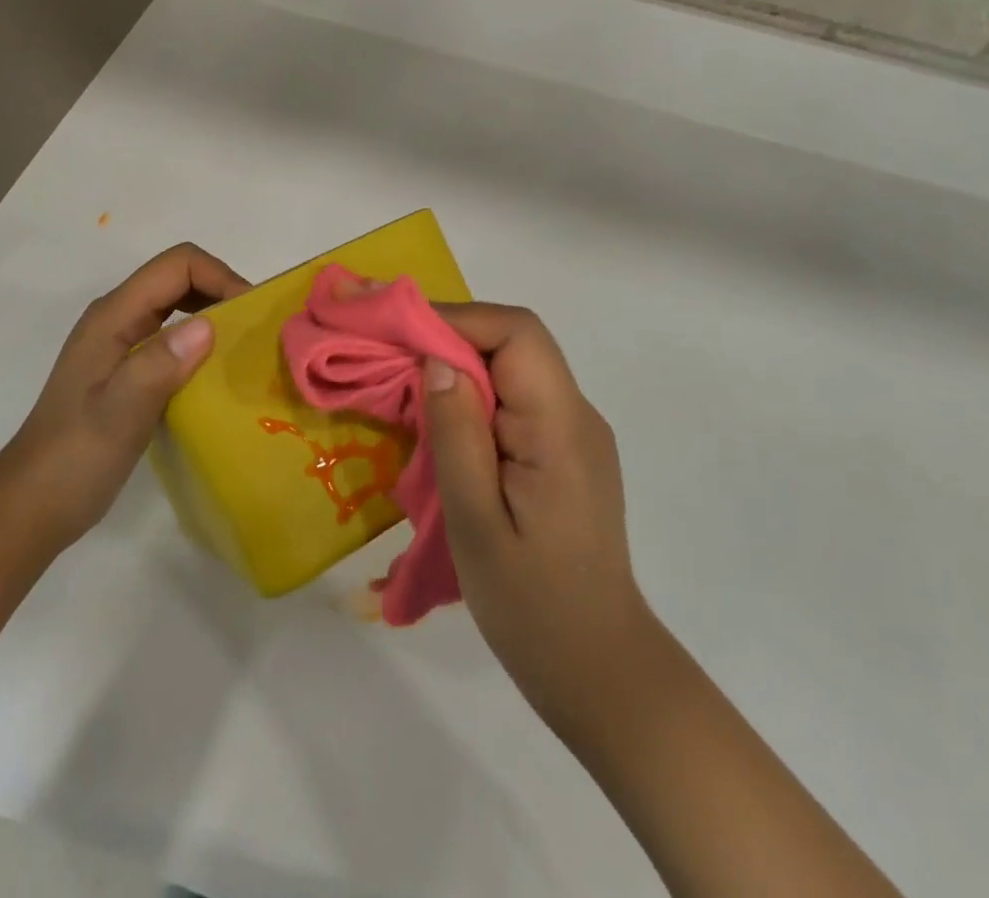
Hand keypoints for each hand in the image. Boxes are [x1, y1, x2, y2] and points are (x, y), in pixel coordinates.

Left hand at [1, 243, 248, 550]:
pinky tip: (217, 374)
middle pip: (179, 278)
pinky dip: (201, 342)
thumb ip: (158, 366)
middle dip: (222, 291)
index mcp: (113, 317)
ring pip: (177, 306)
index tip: (250, 315)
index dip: (220, 277)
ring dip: (214, 315)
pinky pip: (172, 336)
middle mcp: (117, 318)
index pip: (177, 266)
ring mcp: (120, 343)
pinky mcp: (127, 368)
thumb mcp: (118, 414)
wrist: (32, 507)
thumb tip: (208, 326)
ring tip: (244, 349)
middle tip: (256, 331)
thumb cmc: (74, 459)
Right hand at [424, 303, 656, 742]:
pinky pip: (517, 401)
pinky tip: (443, 425)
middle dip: (450, 337)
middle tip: (390, 357)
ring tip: (406, 387)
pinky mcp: (564, 453)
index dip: (457, 319)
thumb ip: (457, 434)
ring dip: (460, 366)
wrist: (599, 669)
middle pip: (515, 343)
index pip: (518, 333)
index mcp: (561, 425)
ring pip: (514, 368)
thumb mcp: (476, 523)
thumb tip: (436, 358)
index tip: (399, 334)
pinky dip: (475, 396)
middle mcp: (577, 414)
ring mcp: (575, 433)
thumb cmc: (532, 604)